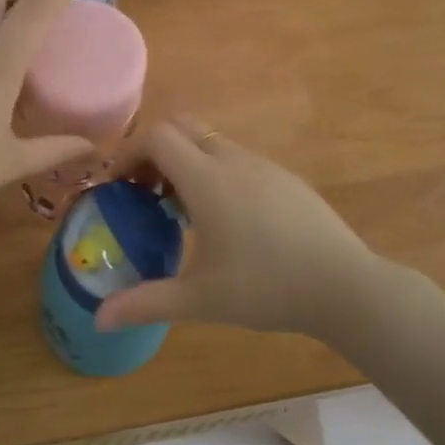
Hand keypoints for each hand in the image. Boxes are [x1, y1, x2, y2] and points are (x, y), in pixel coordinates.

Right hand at [95, 118, 380, 337]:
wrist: (345, 286)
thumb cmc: (267, 288)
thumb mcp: (201, 300)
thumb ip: (146, 303)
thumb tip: (99, 318)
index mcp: (207, 179)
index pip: (156, 136)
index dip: (128, 153)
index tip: (117, 185)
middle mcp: (232, 160)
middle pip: (181, 127)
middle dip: (154, 150)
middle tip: (143, 191)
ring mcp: (263, 165)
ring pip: (211, 141)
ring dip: (185, 161)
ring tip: (179, 209)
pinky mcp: (285, 178)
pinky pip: (237, 158)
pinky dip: (214, 171)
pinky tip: (224, 219)